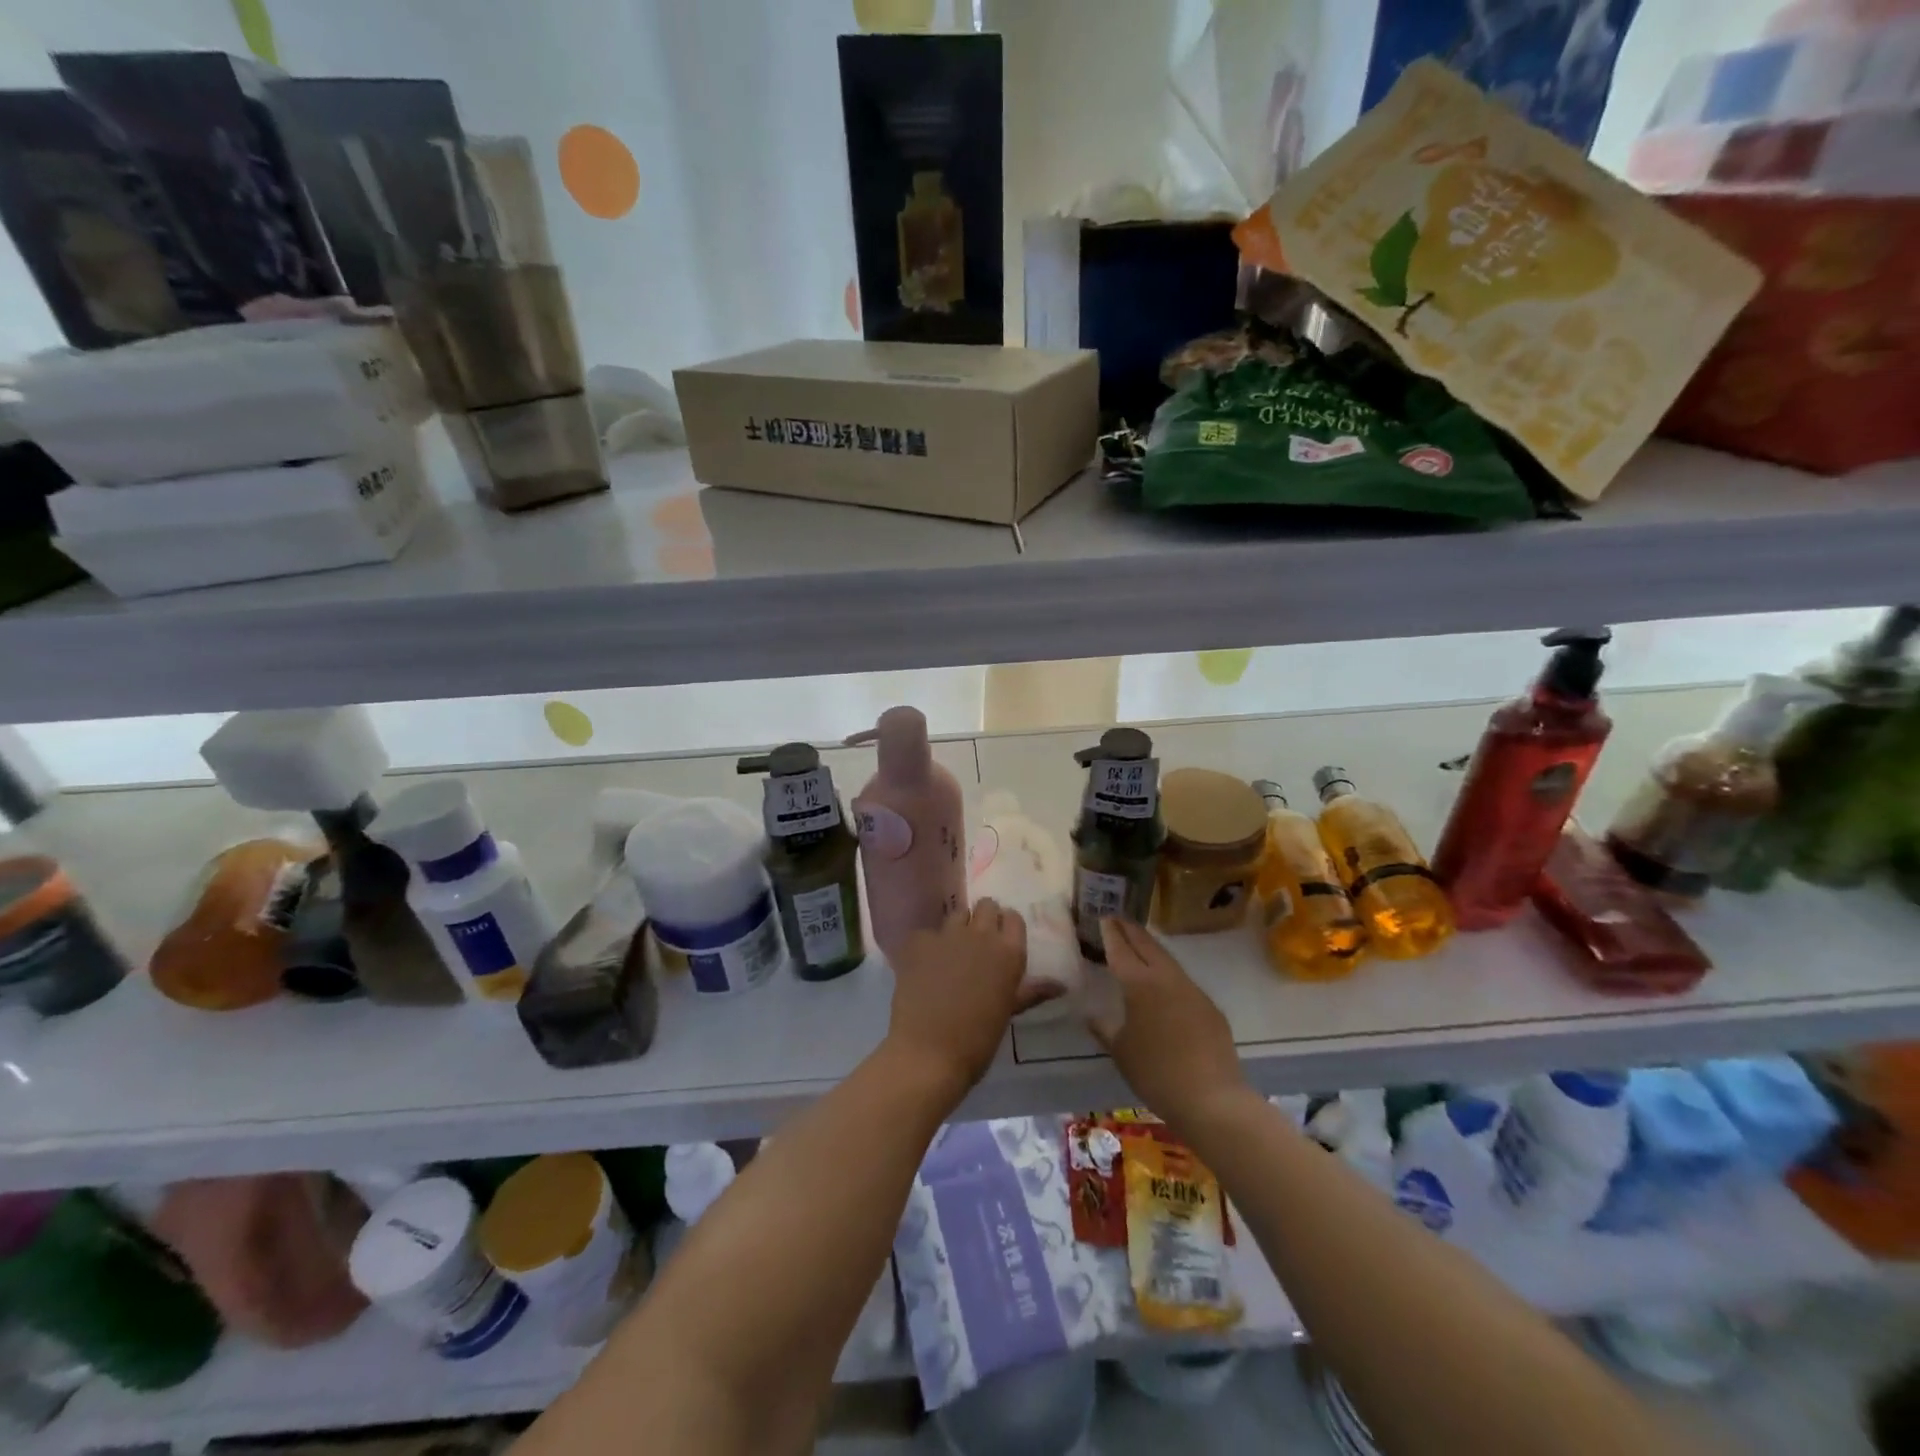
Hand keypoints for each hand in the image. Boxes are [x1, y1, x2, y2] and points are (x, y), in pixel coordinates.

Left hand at [887, 899, 1042, 1093]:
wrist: (929, 1052)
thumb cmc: (978, 1039)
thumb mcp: (1008, 1012)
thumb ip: (1030, 991)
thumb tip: (1060, 985)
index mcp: (1009, 952)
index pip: (1013, 918)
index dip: (1007, 926)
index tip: (1002, 940)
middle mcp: (981, 934)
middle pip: (986, 906)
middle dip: (983, 919)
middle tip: (978, 943)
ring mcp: (948, 934)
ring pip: (957, 914)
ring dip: (958, 927)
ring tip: (952, 952)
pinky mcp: (919, 942)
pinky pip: (927, 933)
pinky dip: (928, 945)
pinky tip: (924, 966)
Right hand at [1088, 918, 1248, 1127]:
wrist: (1211, 1098)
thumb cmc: (1155, 1073)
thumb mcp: (1120, 1051)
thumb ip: (1104, 1028)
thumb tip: (1090, 1015)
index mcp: (1139, 984)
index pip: (1121, 950)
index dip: (1111, 933)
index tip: (1104, 917)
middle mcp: (1166, 978)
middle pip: (1147, 945)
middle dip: (1131, 930)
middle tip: (1118, 919)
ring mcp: (1192, 990)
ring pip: (1167, 960)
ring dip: (1151, 948)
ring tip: (1138, 944)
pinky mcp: (1209, 1006)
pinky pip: (1183, 981)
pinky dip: (1167, 973)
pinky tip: (1164, 984)